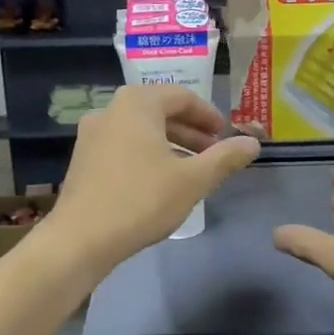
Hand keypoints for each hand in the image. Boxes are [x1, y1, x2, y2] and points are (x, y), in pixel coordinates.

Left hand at [50, 86, 259, 271]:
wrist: (80, 238)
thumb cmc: (141, 200)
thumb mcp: (193, 180)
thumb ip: (225, 158)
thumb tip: (253, 143)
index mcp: (137, 103)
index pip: (181, 96)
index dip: (208, 115)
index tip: (225, 134)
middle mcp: (111, 110)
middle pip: (159, 111)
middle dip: (190, 131)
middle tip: (214, 153)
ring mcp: (92, 134)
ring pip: (141, 130)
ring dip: (170, 144)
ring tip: (191, 170)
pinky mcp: (83, 159)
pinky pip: (123, 146)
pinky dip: (147, 154)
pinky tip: (160, 181)